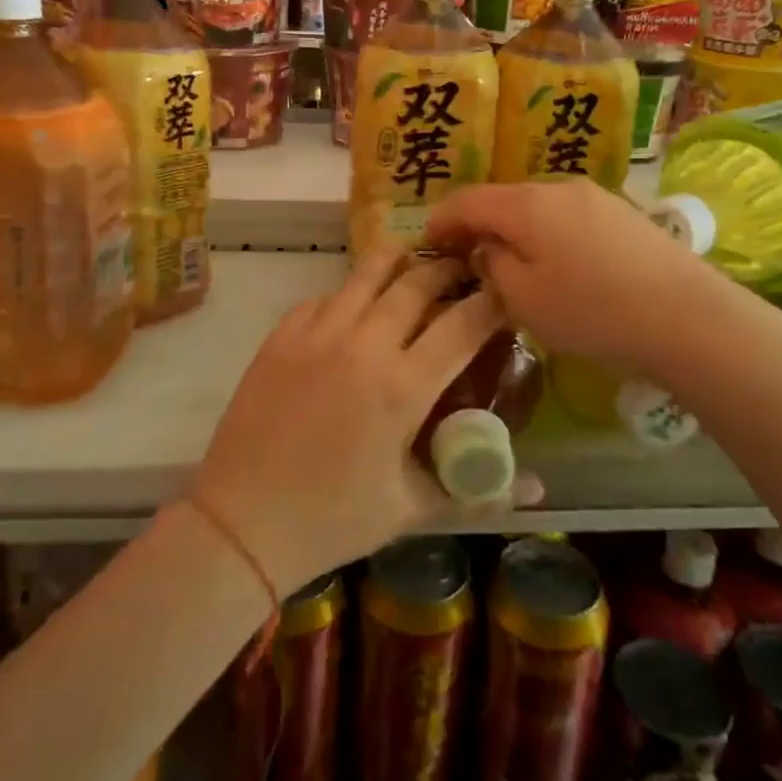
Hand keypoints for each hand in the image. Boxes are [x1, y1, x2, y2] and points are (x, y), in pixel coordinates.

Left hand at [187, 251, 517, 595]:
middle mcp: (363, 345)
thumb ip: (477, 489)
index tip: (504, 292)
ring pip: (366, 273)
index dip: (491, 302)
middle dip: (446, 269)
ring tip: (412, 260)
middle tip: (461, 268)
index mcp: (402, 386)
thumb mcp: (412, 507)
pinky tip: (353, 304)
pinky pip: (323, 296)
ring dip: (396, 262)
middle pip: (416, 284)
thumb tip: (538, 488)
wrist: (243, 521)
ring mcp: (317, 334)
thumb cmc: (335, 519)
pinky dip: (347, 292)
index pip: (462, 324)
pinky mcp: (281, 336)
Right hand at [425, 180, 730, 378]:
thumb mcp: (523, 298)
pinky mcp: (622, 213)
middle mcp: (558, 187)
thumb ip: (492, 265)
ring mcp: (595, 196)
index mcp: (525, 204)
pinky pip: (567, 217)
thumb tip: (487, 248)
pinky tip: (557, 264)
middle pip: (503, 199)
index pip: (466, 200)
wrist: (687, 316)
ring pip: (536, 207)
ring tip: (510, 263)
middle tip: (465, 258)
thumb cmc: (592, 310)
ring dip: (514, 230)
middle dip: (478, 225)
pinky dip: (547, 234)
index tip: (427, 244)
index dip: (440, 220)